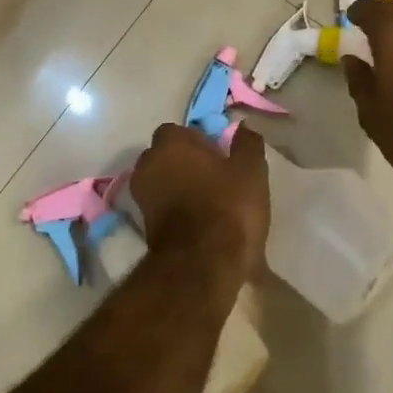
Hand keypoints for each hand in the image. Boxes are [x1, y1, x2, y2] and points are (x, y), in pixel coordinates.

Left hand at [128, 123, 269, 282]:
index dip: (199, 141)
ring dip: (179, 187)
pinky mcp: (143, 227)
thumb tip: (243, 126)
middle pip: (167, 156)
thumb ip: (247, 143)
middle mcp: (148, 164)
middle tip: (215, 178)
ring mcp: (141, 197)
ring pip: (163, 182)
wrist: (202, 266)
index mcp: (170, 143)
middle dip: (185, 163)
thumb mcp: (251, 170)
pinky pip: (162, 207)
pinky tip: (200, 223)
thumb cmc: (228, 207)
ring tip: (209, 203)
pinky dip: (176, 210)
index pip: (179, 131)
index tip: (220, 156)